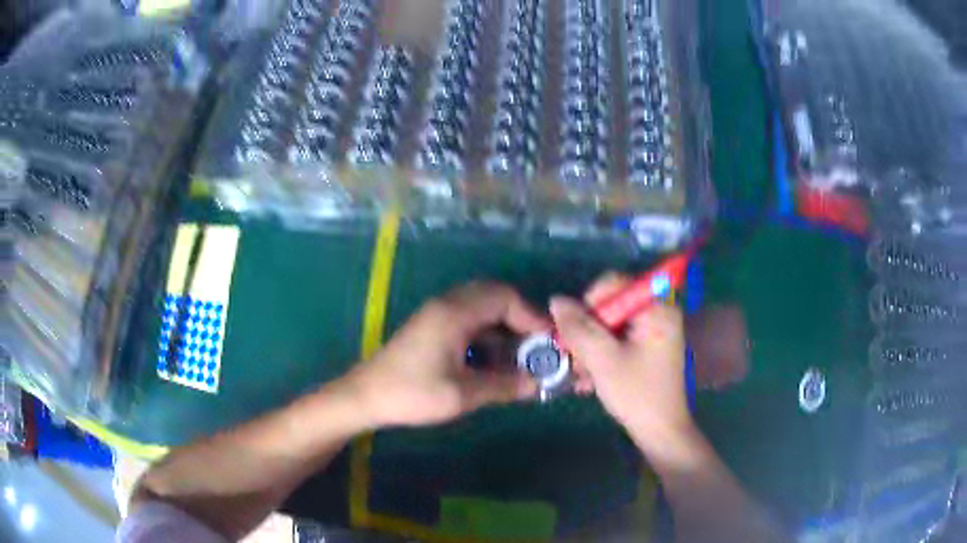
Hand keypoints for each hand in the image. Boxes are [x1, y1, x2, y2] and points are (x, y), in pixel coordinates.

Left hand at [345, 282, 548, 427]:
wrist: (366, 396)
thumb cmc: (412, 394)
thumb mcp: (462, 394)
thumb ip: (503, 385)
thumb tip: (537, 383)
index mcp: (455, 313)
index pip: (504, 297)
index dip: (531, 316)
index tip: (548, 341)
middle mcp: (447, 305)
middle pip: (495, 297)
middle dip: (520, 319)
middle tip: (536, 346)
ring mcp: (437, 314)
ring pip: (482, 308)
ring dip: (504, 327)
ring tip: (519, 356)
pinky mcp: (432, 327)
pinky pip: (469, 320)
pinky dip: (487, 334)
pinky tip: (493, 360)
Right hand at [550, 273, 693, 445]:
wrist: (660, 432)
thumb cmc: (637, 394)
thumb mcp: (603, 360)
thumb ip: (578, 328)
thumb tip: (555, 300)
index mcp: (655, 308)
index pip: (613, 284)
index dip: (589, 304)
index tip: (577, 334)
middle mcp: (656, 312)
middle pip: (609, 306)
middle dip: (587, 333)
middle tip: (575, 360)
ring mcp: (652, 331)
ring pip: (608, 326)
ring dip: (589, 349)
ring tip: (581, 377)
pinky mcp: (646, 348)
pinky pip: (616, 340)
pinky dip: (600, 356)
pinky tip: (589, 381)